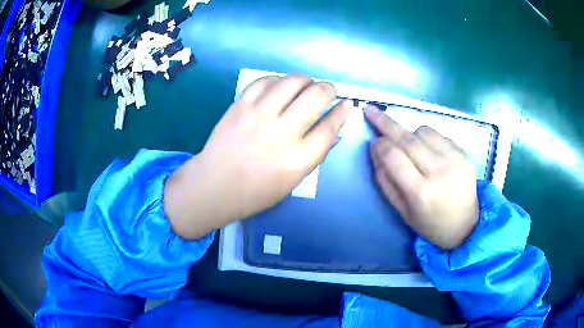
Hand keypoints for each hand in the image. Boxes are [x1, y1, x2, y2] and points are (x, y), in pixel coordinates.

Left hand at [164, 75, 352, 238]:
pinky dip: (278, 80)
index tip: (347, 104)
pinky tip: (280, 87)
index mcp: (297, 159)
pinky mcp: (240, 105)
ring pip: (293, 82)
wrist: (214, 186)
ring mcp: (259, 115)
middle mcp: (281, 133)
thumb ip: (315, 155)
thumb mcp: (292, 182)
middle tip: (327, 92)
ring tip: (305, 86)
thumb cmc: (255, 192)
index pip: (329, 127)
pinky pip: (265, 81)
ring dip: (306, 80)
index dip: (342, 112)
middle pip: (316, 96)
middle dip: (328, 89)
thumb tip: (333, 130)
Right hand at [364, 105, 477, 249]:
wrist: (466, 225)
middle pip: (407, 138)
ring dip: (409, 133)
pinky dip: (426, 137)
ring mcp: (455, 159)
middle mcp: (439, 171)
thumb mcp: (402, 211)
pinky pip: (438, 134)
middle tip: (370, 110)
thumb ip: (385, 181)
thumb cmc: (430, 224)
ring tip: (408, 146)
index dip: (379, 145)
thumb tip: (376, 149)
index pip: (393, 157)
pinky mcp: (463, 153)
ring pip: (422, 131)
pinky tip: (426, 150)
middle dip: (385, 122)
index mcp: (421, 192)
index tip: (372, 141)